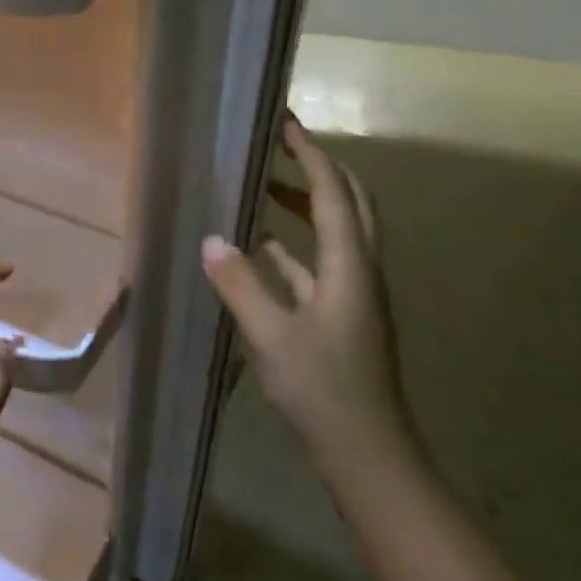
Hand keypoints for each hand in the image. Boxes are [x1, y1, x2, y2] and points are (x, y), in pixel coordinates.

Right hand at [201, 117, 417, 494]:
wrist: (368, 455)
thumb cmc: (323, 391)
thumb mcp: (272, 336)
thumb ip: (240, 284)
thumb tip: (211, 239)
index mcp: (349, 267)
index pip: (333, 194)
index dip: (311, 155)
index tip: (285, 125)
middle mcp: (360, 272)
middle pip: (350, 204)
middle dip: (319, 169)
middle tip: (282, 147)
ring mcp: (354, 296)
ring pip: (337, 233)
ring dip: (308, 204)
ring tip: (265, 187)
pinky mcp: (344, 317)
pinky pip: (321, 265)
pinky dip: (296, 247)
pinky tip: (264, 249)